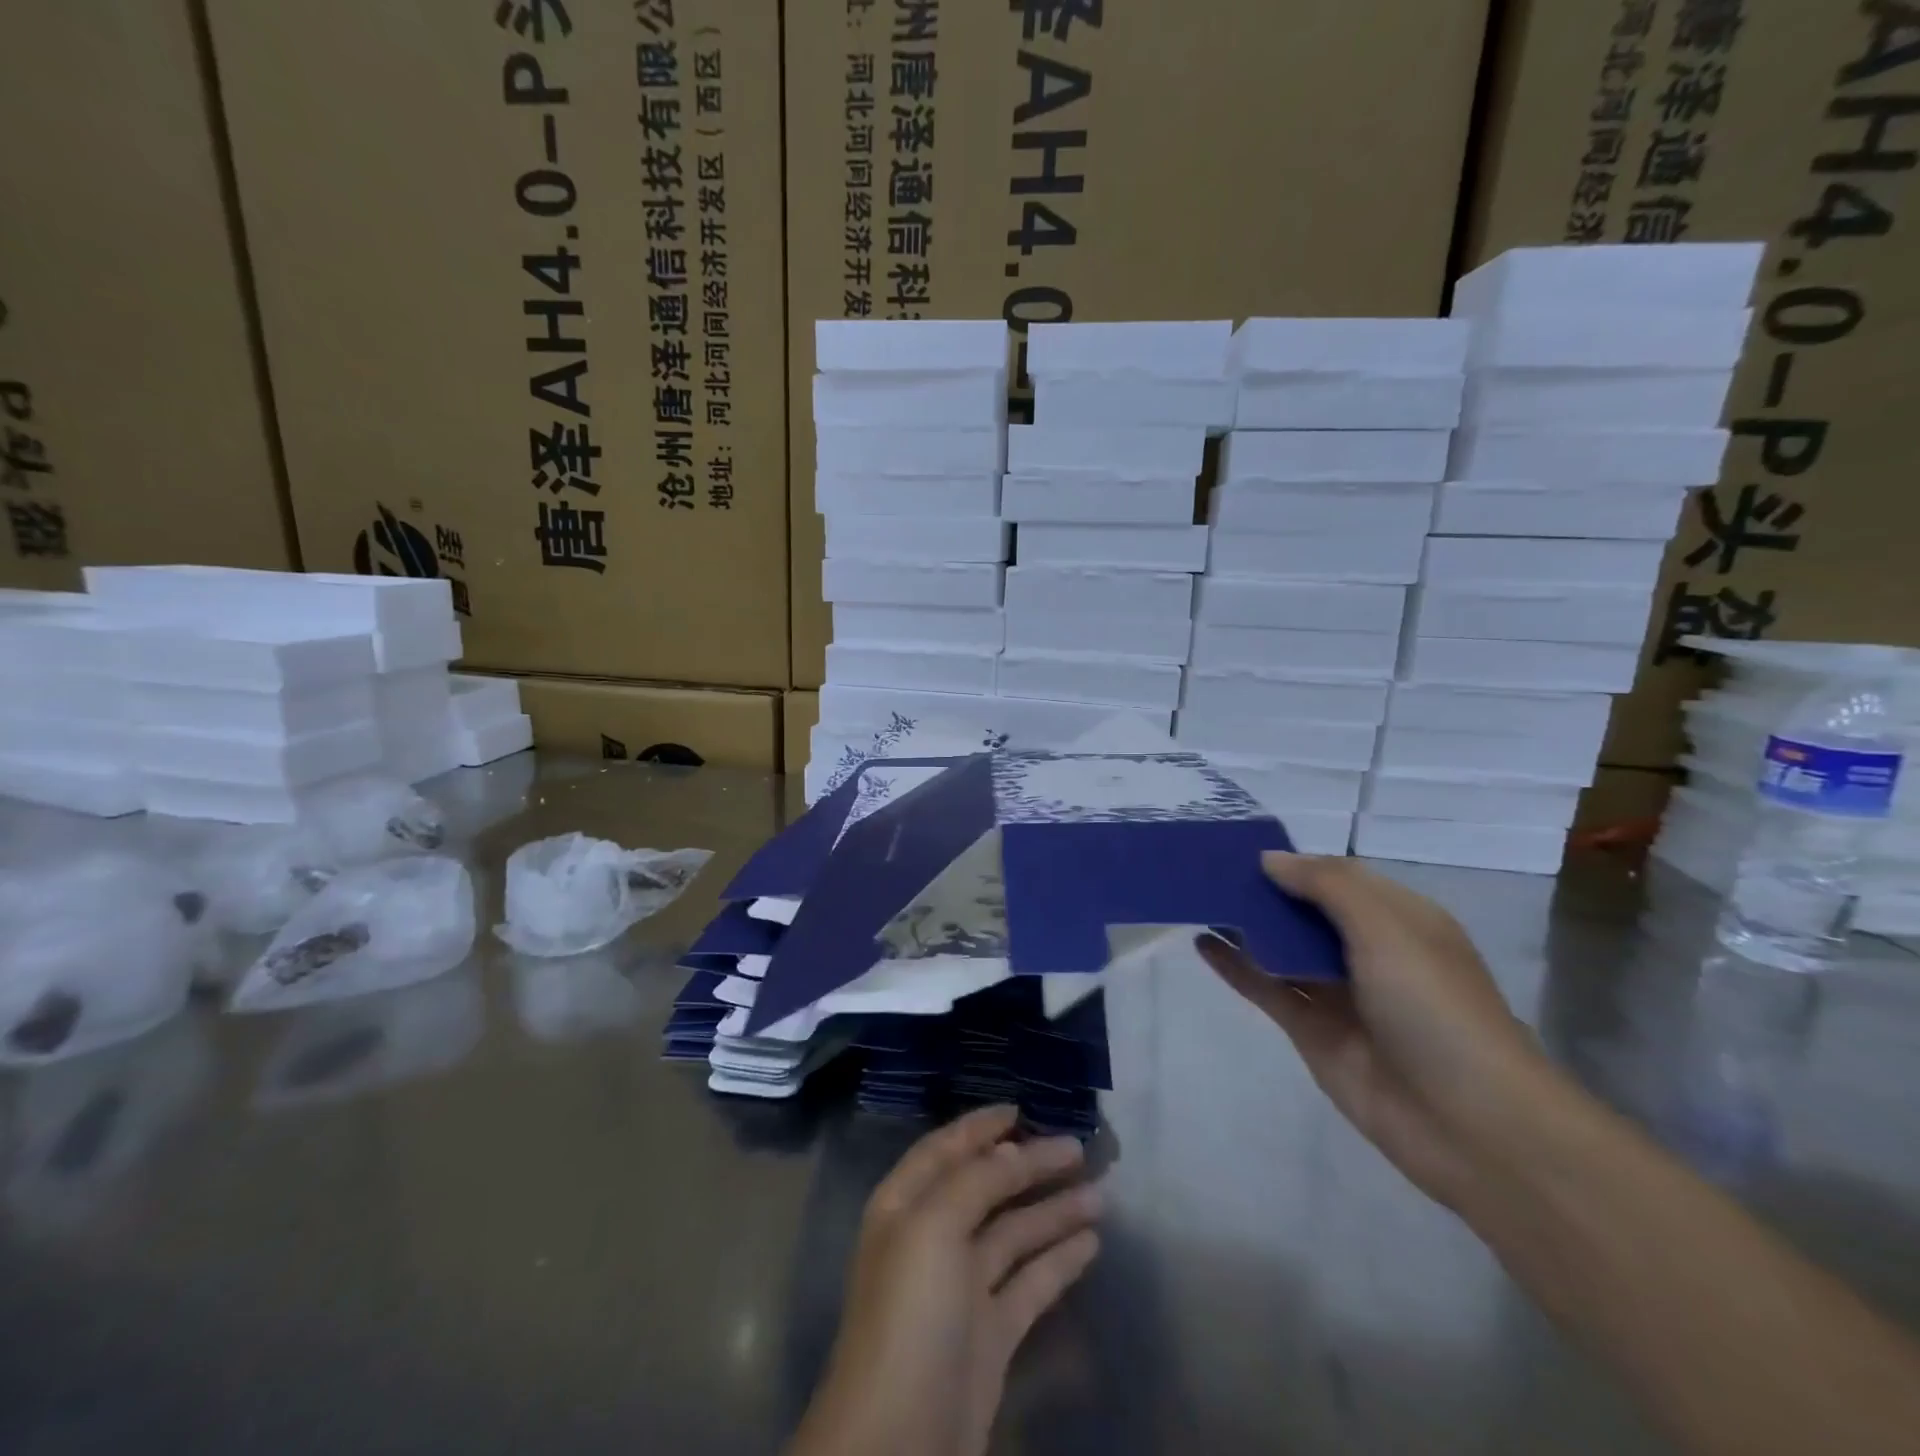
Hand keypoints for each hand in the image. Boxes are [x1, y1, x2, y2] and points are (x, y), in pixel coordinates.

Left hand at [789, 1106, 1101, 1455]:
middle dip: (1028, 1165)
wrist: (898, 1444)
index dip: (980, 1127)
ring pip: (1014, 1234)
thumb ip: (975, 1181)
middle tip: (1078, 1147)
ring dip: (1053, 1211)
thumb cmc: (909, 1313)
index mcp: (904, 1206)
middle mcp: (931, 1239)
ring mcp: (961, 1290)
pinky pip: (1029, 1283)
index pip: (945, 1149)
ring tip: (1101, 1193)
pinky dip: (1058, 1260)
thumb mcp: (933, 1227)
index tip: (1021, 1108)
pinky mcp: (991, 1336)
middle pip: (986, 1188)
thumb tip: (1012, 1150)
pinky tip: (1091, 1243)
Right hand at [1196, 851, 1556, 1209]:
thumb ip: (1326, 885)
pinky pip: (1267, 988)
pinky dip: (1235, 966)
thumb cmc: (1434, 1006)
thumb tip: (1269, 859)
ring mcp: (1338, 993)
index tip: (1241, 846)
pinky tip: (1202, 944)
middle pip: (1305, 911)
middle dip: (1262, 891)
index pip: (1337, 877)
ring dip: (1245, 925)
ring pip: (1282, 947)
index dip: (1294, 862)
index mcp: (1398, 919)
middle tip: (1206, 869)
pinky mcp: (1312, 1031)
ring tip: (1197, 899)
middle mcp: (1368, 951)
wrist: (1469, 1123)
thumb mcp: (1387, 927)